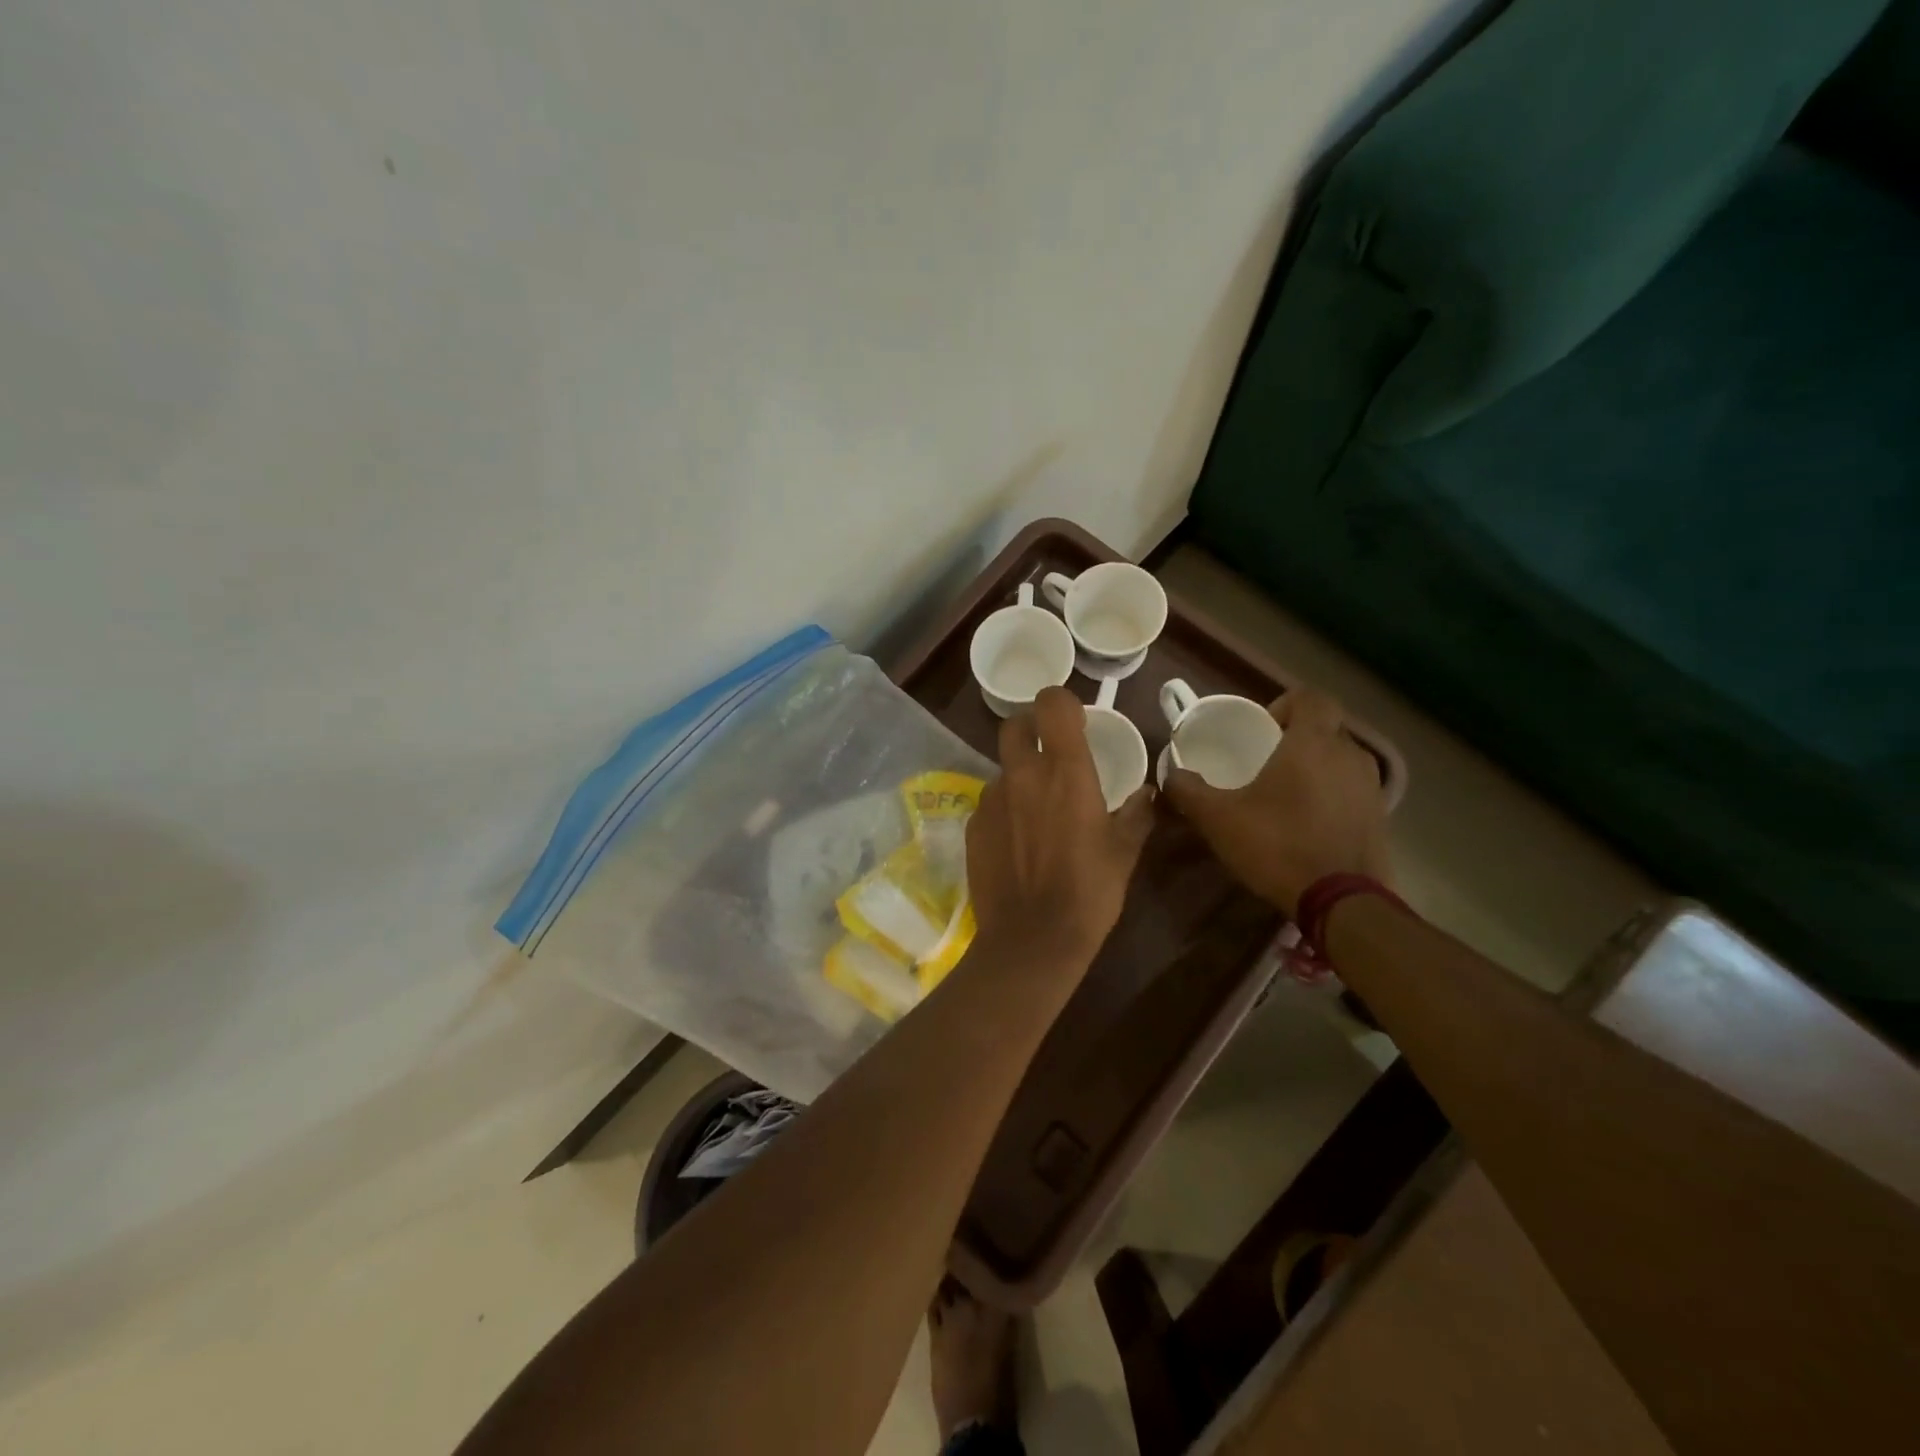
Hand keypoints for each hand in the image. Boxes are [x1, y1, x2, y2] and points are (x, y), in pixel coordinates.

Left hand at [966, 687, 1155, 963]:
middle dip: (1030, 729)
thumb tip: (1150, 793)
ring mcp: (991, 799)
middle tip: (1049, 754)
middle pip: (1014, 724)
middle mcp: (1022, 775)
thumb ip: (1138, 813)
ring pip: (1002, 768)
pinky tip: (1017, 842)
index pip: (1051, 702)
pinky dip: (1005, 809)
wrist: (1032, 939)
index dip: (1060, 702)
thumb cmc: (1089, 892)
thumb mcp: (1125, 852)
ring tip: (1037, 813)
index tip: (1074, 721)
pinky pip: (990, 802)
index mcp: (1065, 771)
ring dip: (1019, 777)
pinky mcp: (972, 825)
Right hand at [1163, 686, 1388, 915]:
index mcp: (1313, 743)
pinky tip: (1307, 823)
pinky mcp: (1381, 817)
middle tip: (1266, 762)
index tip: (1263, 730)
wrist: (1343, 902)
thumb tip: (1171, 774)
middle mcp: (1350, 755)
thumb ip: (1188, 790)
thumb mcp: (1218, 818)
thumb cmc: (1278, 845)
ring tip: (1285, 794)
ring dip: (1315, 768)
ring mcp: (1371, 787)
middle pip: (1326, 728)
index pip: (1311, 697)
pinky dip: (1330, 796)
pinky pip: (1351, 790)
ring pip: (1340, 760)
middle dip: (1297, 738)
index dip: (1285, 704)